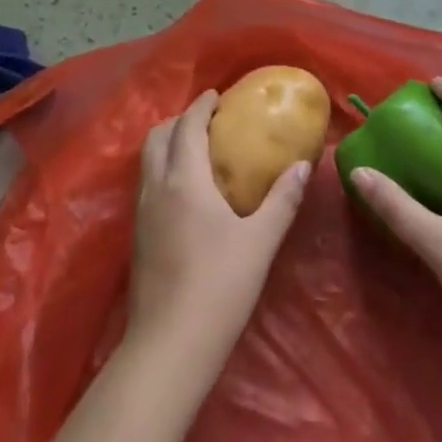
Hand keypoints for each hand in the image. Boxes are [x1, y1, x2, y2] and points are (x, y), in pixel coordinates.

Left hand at [127, 89, 310, 384]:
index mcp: (184, 179)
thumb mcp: (260, 242)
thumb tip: (303, 167)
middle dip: (179, 120)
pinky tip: (185, 190)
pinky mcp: (138, 235)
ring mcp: (142, 211)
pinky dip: (163, 168)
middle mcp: (156, 186)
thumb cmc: (219, 286)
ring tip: (197, 149)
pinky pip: (147, 182)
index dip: (201, 106)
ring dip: (168, 143)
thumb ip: (282, 200)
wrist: (169, 345)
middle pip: (157, 136)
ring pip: (148, 160)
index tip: (217, 96)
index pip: (187, 126)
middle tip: (208, 121)